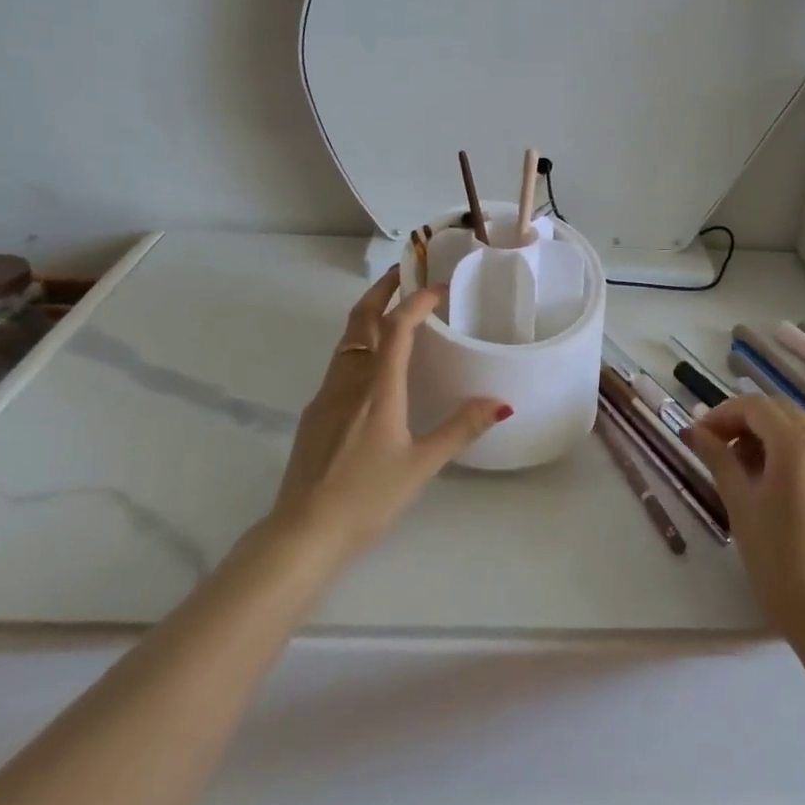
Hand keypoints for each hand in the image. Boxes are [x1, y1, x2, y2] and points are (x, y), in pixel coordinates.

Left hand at [272, 269, 510, 560]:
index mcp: (378, 388)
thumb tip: (500, 403)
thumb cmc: (367, 497)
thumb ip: (460, 429)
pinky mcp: (315, 414)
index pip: (396, 327)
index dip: (417, 301)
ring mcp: (326, 396)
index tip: (438, 287)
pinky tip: (372, 367)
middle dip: (381, 291)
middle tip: (404, 273)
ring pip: (346, 340)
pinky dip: (359, 346)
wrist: (303, 532)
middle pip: (360, 320)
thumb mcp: (422, 464)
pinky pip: (339, 364)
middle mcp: (349, 381)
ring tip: (392, 312)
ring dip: (368, 316)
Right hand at [686, 393, 804, 637]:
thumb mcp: (740, 503)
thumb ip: (718, 458)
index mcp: (798, 447)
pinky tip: (767, 480)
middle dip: (743, 420)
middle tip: (715, 446)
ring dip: (764, 434)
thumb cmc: (777, 560)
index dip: (722, 413)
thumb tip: (696, 431)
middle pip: (778, 410)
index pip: (755, 407)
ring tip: (739, 467)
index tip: (699, 435)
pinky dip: (785, 450)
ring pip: (796, 427)